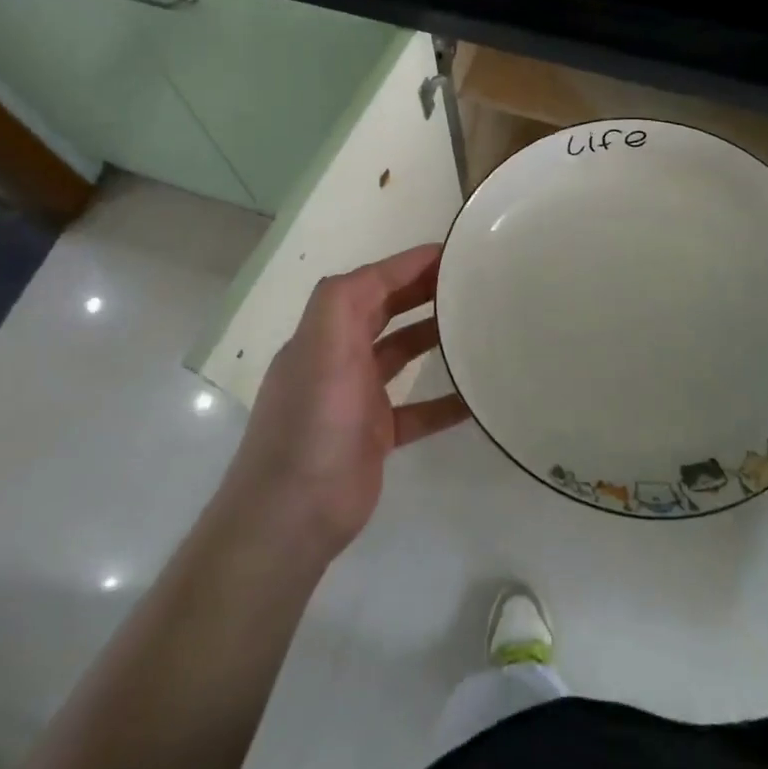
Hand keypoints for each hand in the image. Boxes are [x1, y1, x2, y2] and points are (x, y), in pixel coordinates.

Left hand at [221, 244, 468, 559]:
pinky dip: (442, 401)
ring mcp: (356, 398)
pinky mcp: (374, 436)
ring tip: (476, 326)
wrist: (291, 516)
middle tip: (470, 283)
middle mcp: (338, 358)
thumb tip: (386, 271)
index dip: (407, 264)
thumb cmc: (312, 423)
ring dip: (433, 338)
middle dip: (422, 292)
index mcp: (325, 333)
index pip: (370, 282)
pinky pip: (416, 410)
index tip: (452, 252)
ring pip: (401, 355)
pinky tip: (476, 397)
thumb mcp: (321, 347)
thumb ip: (344, 301)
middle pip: (385, 311)